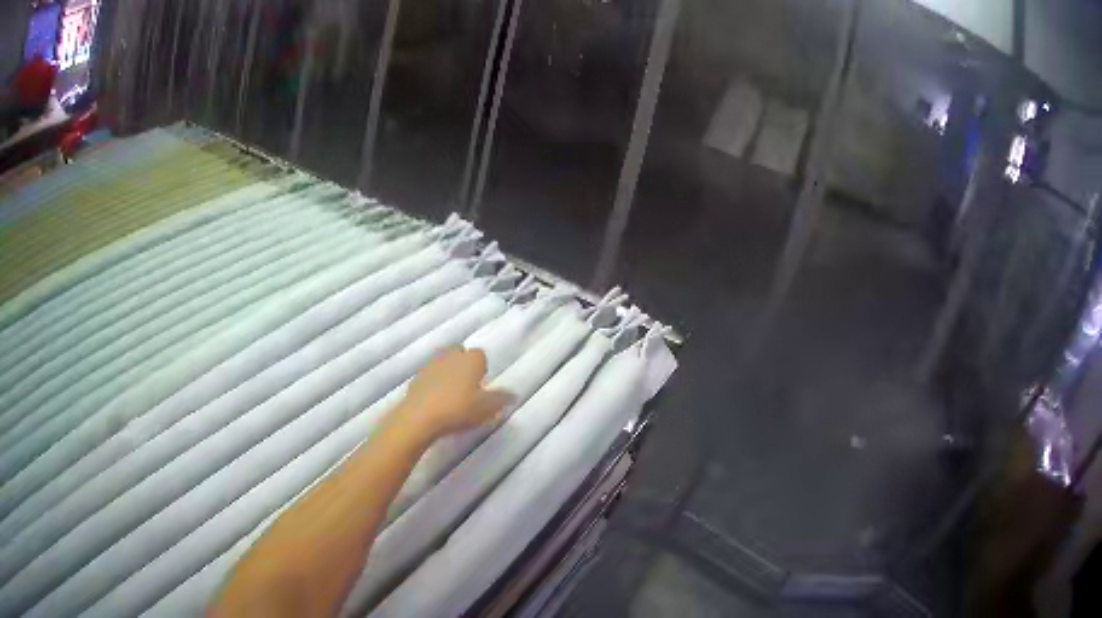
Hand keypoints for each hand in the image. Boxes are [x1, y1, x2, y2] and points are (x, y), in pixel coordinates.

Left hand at [398, 345, 512, 442]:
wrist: (420, 417)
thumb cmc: (459, 409)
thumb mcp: (486, 408)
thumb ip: (501, 399)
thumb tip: (513, 394)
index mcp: (470, 359)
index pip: (480, 355)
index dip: (482, 368)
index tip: (482, 384)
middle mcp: (451, 356)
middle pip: (459, 352)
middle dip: (463, 364)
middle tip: (467, 385)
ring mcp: (431, 365)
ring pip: (443, 362)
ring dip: (448, 372)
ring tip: (451, 393)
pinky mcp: (416, 377)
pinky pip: (429, 375)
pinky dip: (434, 382)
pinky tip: (436, 400)